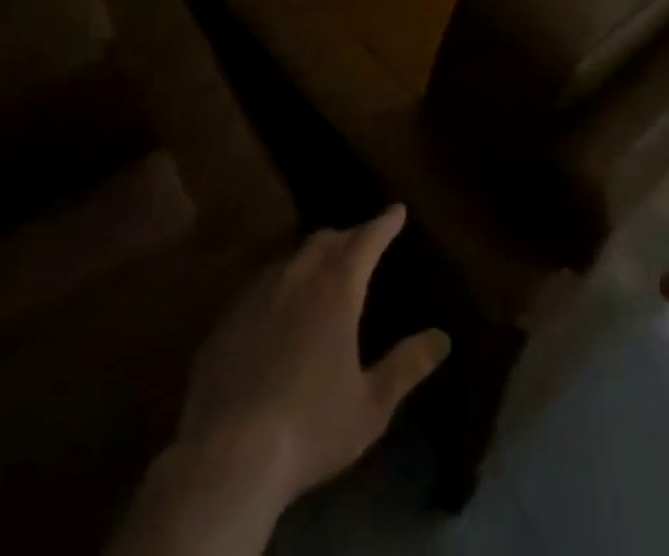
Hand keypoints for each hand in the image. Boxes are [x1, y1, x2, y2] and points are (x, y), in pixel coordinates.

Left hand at [178, 205, 450, 503]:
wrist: (225, 459)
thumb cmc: (310, 427)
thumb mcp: (371, 405)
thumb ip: (407, 366)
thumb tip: (443, 337)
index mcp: (337, 289)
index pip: (367, 240)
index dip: (384, 223)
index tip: (397, 210)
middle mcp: (297, 279)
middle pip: (325, 240)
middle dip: (348, 235)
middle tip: (361, 241)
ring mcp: (256, 296)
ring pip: (290, 258)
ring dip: (311, 256)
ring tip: (321, 268)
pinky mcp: (225, 322)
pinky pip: (259, 286)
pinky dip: (279, 284)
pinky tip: (277, 308)